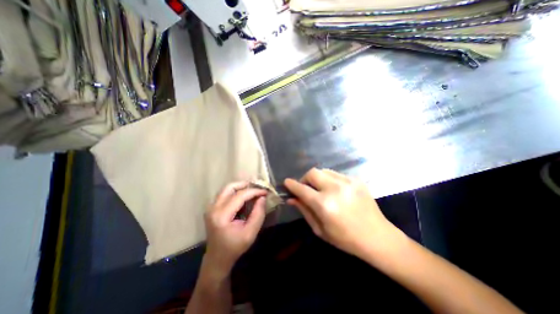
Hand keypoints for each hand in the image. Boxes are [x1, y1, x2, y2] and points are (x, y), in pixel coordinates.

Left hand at [205, 182, 267, 273]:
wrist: (217, 258)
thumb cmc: (235, 248)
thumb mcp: (251, 233)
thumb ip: (258, 214)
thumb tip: (262, 197)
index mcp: (222, 216)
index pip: (240, 196)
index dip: (254, 191)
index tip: (265, 192)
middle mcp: (213, 208)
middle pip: (230, 187)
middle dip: (245, 185)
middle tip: (258, 188)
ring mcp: (211, 207)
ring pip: (227, 188)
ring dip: (240, 187)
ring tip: (252, 191)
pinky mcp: (212, 208)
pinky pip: (225, 194)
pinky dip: (236, 192)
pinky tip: (244, 197)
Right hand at [284, 170, 396, 259]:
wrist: (377, 237)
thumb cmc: (345, 239)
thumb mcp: (320, 229)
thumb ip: (304, 210)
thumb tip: (291, 198)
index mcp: (324, 204)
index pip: (302, 189)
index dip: (291, 184)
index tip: (286, 182)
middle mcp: (335, 188)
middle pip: (312, 172)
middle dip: (305, 179)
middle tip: (306, 188)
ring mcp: (347, 182)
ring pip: (324, 170)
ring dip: (317, 178)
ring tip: (320, 189)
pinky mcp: (356, 180)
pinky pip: (336, 174)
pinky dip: (330, 180)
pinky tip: (335, 190)